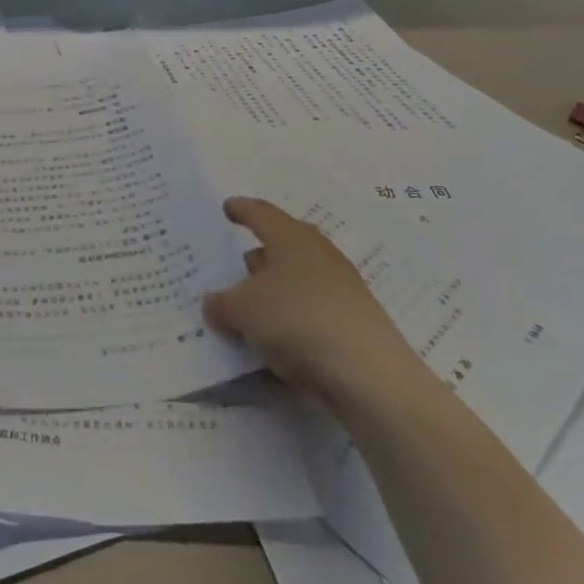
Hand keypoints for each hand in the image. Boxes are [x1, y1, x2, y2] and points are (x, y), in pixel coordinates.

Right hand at [202, 197, 416, 399]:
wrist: (369, 375)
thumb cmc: (297, 321)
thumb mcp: (242, 311)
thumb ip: (221, 303)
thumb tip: (214, 303)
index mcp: (291, 238)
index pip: (260, 213)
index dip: (241, 210)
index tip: (227, 208)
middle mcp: (319, 254)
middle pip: (283, 245)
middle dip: (260, 255)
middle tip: (236, 267)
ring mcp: (342, 288)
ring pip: (299, 279)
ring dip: (276, 290)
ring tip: (252, 309)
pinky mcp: (355, 321)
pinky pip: (312, 309)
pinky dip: (293, 317)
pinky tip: (279, 339)